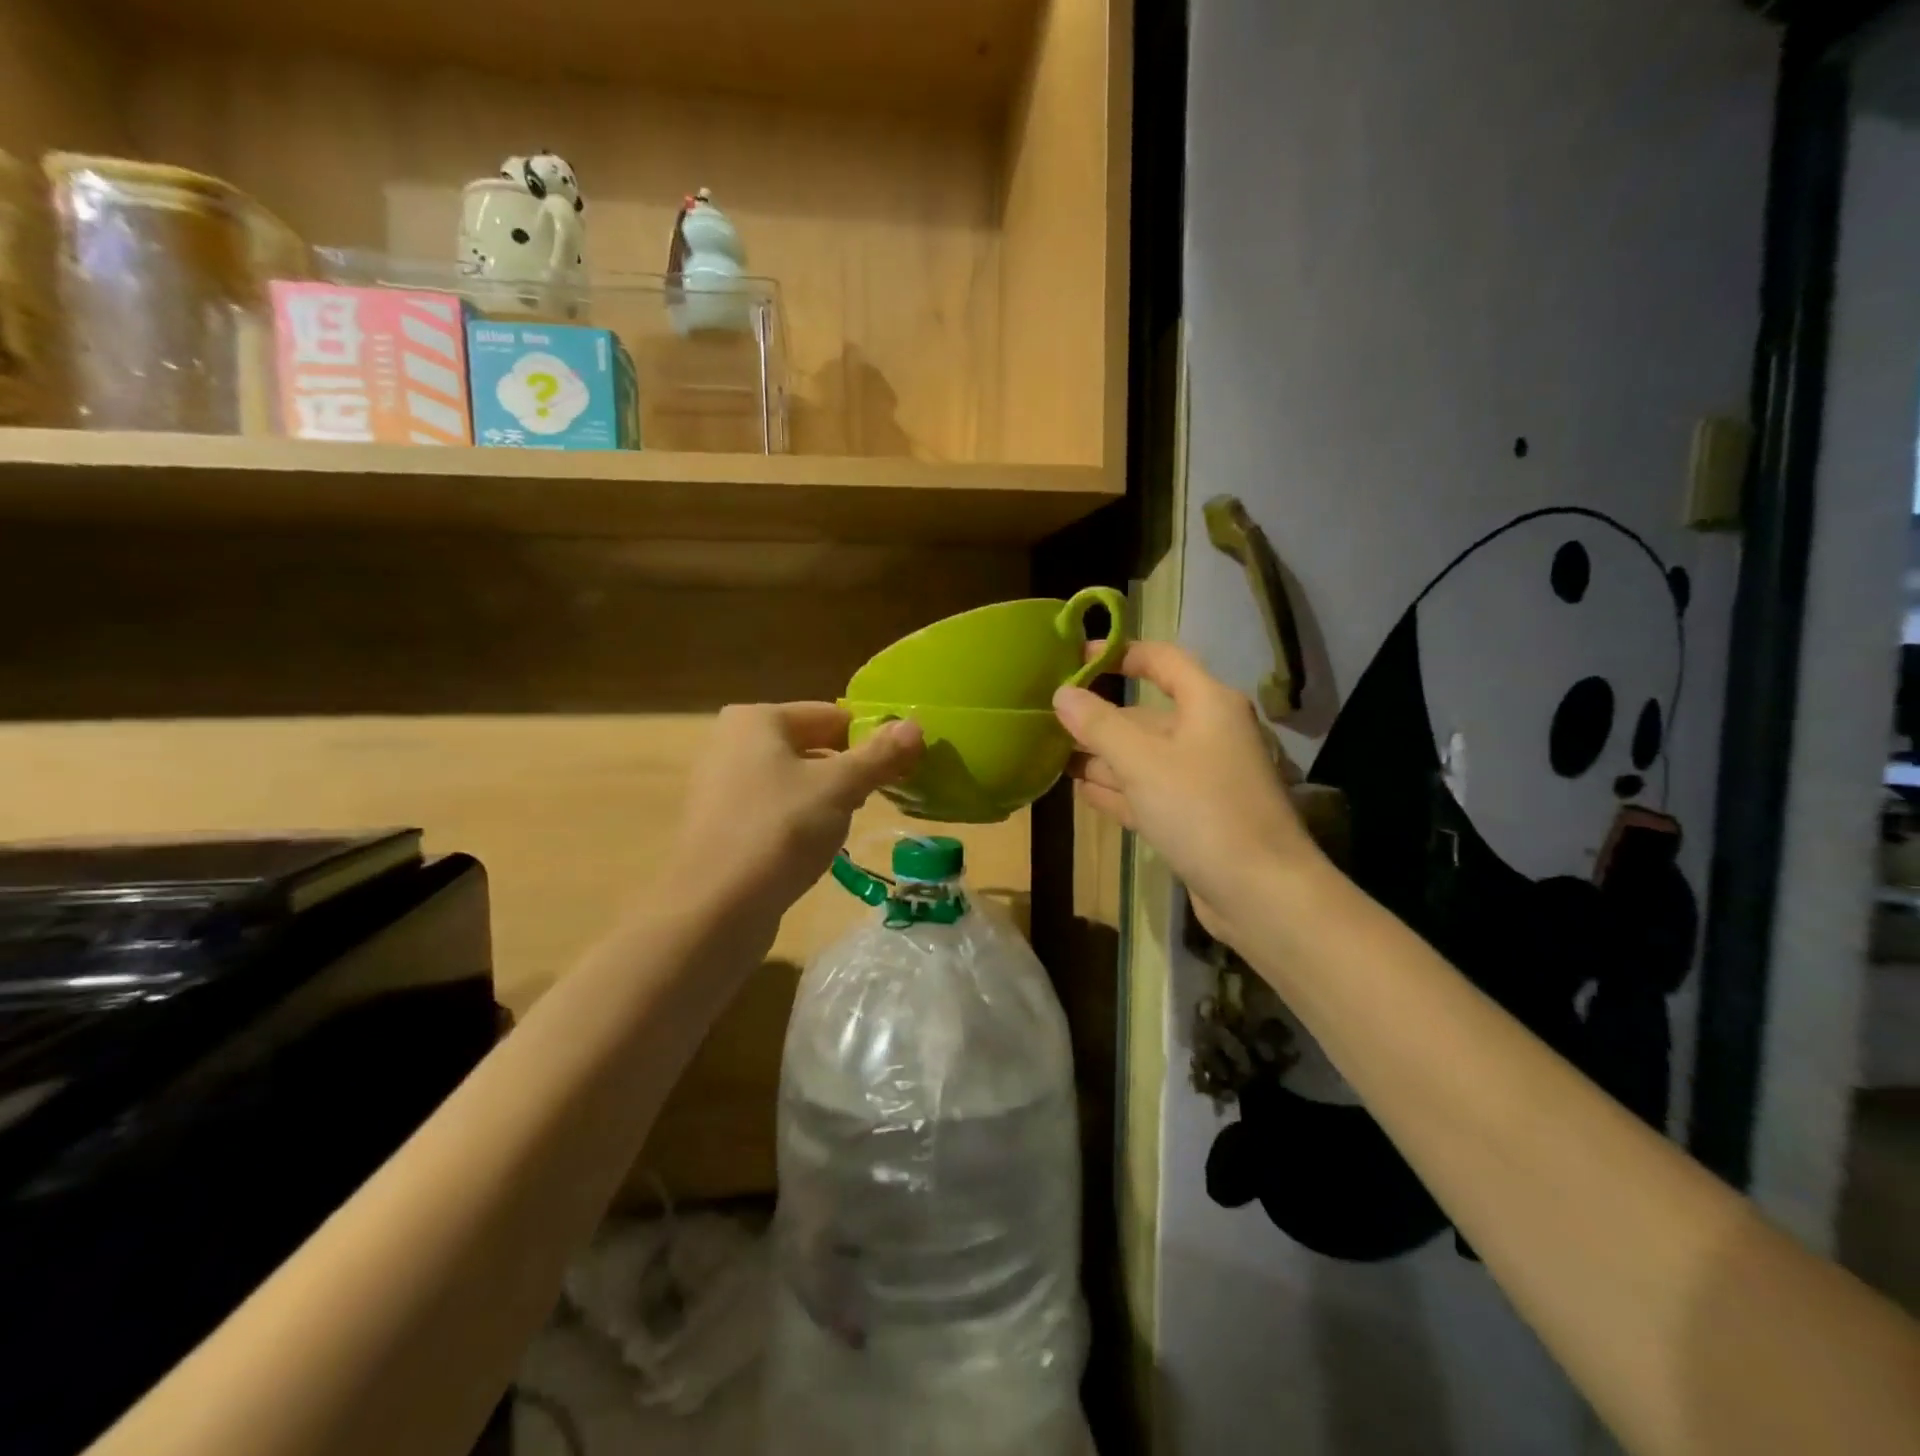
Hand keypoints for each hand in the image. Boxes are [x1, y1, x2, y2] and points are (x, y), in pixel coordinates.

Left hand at [665, 703, 922, 926]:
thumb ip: (879, 755)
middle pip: (812, 746)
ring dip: (827, 797)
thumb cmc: (780, 830)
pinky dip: (800, 820)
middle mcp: (732, 743)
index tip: (902, 765)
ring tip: (850, 823)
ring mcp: (722, 786)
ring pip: (794, 780)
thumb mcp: (839, 787)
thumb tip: (916, 726)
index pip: (831, 715)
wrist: (714, 909)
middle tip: (882, 794)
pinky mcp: (721, 825)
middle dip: (849, 769)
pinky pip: (775, 809)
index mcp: (757, 719)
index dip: (871, 737)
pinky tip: (815, 847)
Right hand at [1054, 642, 1318, 942]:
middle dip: (1098, 719)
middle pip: (1146, 715)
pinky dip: (1118, 790)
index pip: (1161, 660)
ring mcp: (1202, 778)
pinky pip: (1149, 792)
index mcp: (1208, 704)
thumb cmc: (1202, 810)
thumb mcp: (1142, 762)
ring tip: (1053, 757)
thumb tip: (1063, 695)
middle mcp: (1207, 734)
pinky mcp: (1195, 817)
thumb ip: (1099, 725)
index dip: (1119, 654)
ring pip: (1143, 757)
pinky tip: (1082, 790)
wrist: (1261, 893)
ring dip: (1102, 758)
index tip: (1075, 660)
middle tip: (1047, 723)